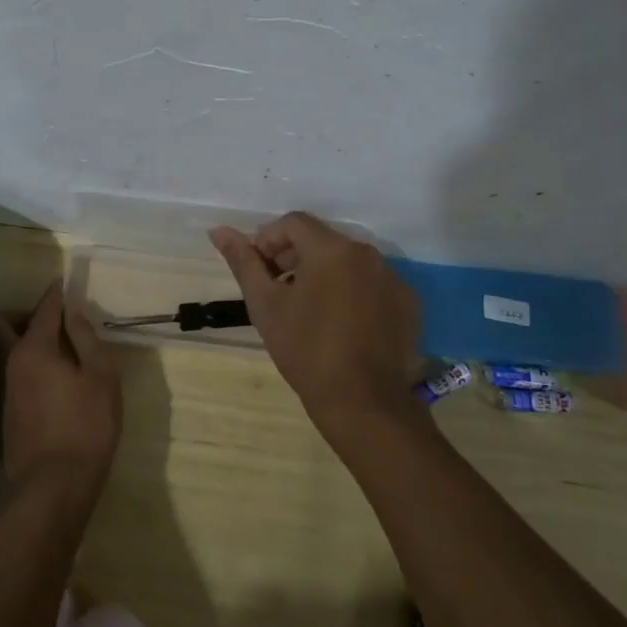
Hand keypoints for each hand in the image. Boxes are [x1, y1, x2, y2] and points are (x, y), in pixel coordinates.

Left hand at [0, 281, 122, 499]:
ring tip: (59, 346)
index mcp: (35, 349)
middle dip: (26, 314)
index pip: (44, 309)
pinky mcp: (8, 414)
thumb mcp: (101, 377)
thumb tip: (73, 313)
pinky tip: (53, 377)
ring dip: (28, 340)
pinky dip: (30, 364)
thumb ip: (86, 339)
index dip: (56, 294)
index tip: (64, 282)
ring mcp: (6, 391)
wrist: (54, 488)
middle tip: (55, 317)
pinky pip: (15, 373)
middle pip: (7, 326)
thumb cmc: (86, 426)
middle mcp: (12, 364)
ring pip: (10, 351)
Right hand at [210, 212, 421, 435]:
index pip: (293, 223)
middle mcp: (367, 253)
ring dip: (324, 275)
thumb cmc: (306, 350)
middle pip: (322, 240)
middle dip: (295, 257)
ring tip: (308, 310)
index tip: (260, 272)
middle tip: (279, 292)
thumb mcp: (265, 306)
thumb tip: (218, 230)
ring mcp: (393, 277)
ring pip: (348, 262)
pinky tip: (342, 325)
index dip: (268, 241)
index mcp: (332, 249)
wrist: (363, 403)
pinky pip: (372, 284)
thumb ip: (243, 262)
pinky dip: (353, 292)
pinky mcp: (408, 303)